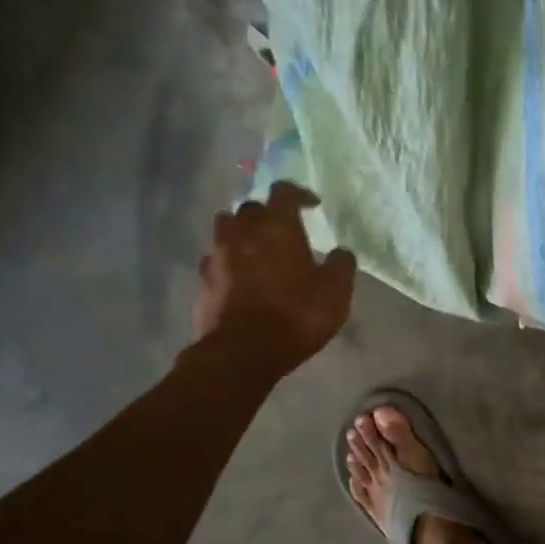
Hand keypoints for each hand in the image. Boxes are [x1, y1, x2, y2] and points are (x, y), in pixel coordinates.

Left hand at [192, 182, 356, 369]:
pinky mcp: (204, 281)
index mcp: (276, 226)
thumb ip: (341, 264)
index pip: (283, 192)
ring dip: (241, 234)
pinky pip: (215, 261)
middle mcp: (242, 232)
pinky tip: (239, 279)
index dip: (299, 194)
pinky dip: (228, 264)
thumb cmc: (297, 314)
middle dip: (267, 215)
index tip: (312, 205)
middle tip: (283, 231)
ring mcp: (218, 255)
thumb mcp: (336, 291)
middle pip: (250, 208)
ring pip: (226, 230)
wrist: (244, 351)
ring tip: (256, 250)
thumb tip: (340, 252)